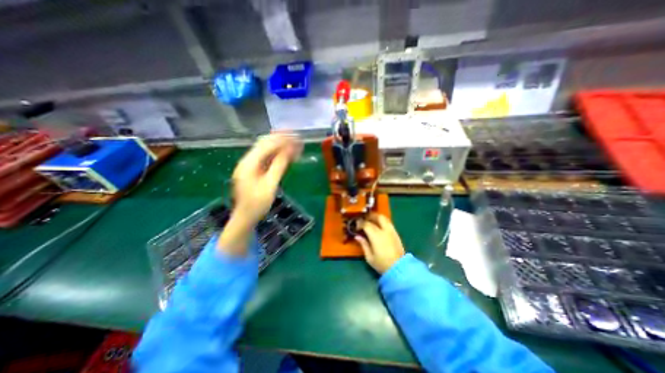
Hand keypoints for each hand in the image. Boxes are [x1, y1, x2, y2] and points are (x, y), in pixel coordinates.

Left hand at [219, 135, 301, 255]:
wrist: (245, 218)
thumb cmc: (257, 204)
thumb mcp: (270, 185)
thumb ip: (279, 165)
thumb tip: (290, 149)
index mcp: (248, 163)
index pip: (266, 145)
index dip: (282, 140)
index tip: (296, 136)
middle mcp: (247, 161)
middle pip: (264, 144)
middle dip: (280, 139)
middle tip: (295, 136)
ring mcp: (249, 166)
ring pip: (265, 150)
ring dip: (279, 146)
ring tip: (293, 142)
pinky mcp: (252, 171)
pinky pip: (265, 158)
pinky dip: (276, 155)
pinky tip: (285, 154)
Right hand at [359, 212, 405, 274]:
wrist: (400, 269)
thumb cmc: (382, 264)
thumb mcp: (369, 257)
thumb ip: (363, 244)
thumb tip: (357, 236)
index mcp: (376, 236)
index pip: (366, 224)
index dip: (360, 223)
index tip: (356, 225)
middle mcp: (385, 230)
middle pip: (377, 217)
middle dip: (370, 216)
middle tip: (364, 219)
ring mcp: (392, 231)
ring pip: (384, 218)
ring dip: (377, 217)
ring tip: (371, 221)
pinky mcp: (396, 234)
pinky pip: (388, 223)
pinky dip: (382, 222)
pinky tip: (379, 226)